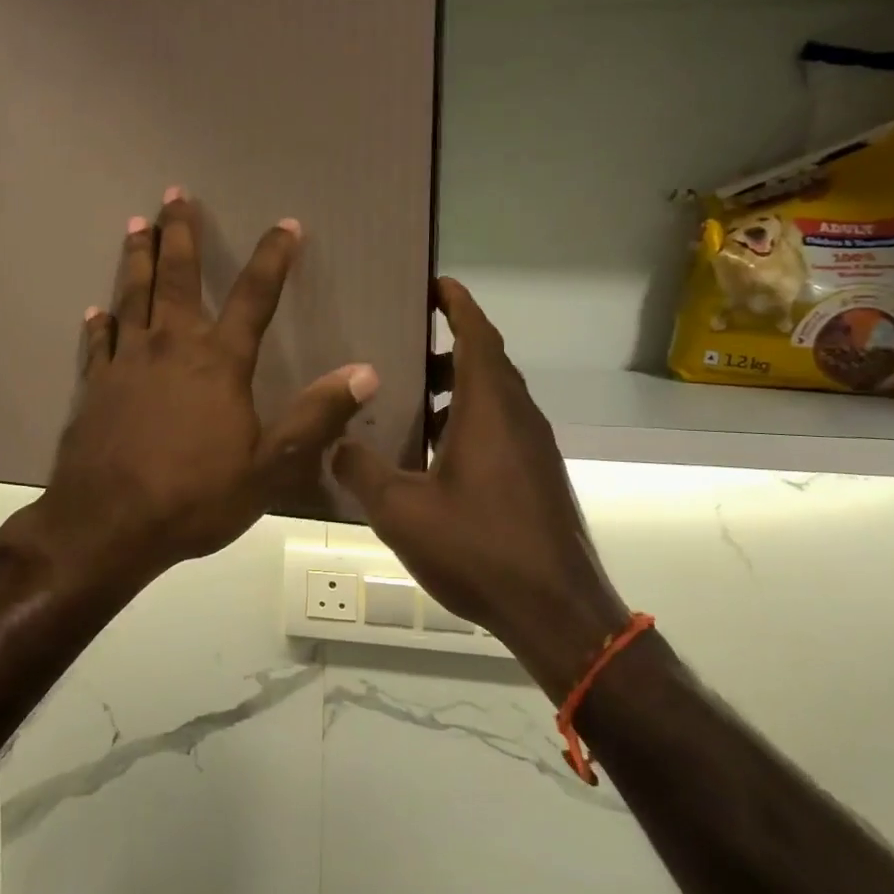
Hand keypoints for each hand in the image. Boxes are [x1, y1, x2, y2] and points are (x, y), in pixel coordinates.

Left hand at [33, 190, 379, 587]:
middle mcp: (171, 347)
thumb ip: (315, 416)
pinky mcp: (94, 385)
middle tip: (174, 193)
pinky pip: (98, 342)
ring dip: (136, 258)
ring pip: (132, 296)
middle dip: (178, 232)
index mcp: (219, 362)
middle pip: (177, 277)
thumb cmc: (195, 497)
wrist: (108, 525)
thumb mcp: (270, 466)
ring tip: (135, 224)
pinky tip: (96, 309)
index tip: (286, 225)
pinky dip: (99, 322)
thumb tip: (365, 372)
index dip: (273, 258)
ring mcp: (126, 363)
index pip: (254, 296)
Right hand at [332, 277, 628, 699]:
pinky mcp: (538, 476)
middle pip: (486, 362)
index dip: (458, 304)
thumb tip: (336, 444)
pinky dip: (468, 420)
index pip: (478, 335)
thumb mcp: (402, 511)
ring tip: (409, 398)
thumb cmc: (479, 548)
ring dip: (456, 388)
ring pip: (494, 398)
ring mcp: (534, 448)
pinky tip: (433, 454)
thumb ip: (362, 470)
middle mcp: (518, 417)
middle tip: (403, 343)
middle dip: (448, 345)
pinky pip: (501, 428)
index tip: (435, 282)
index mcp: (489, 408)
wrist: (557, 610)